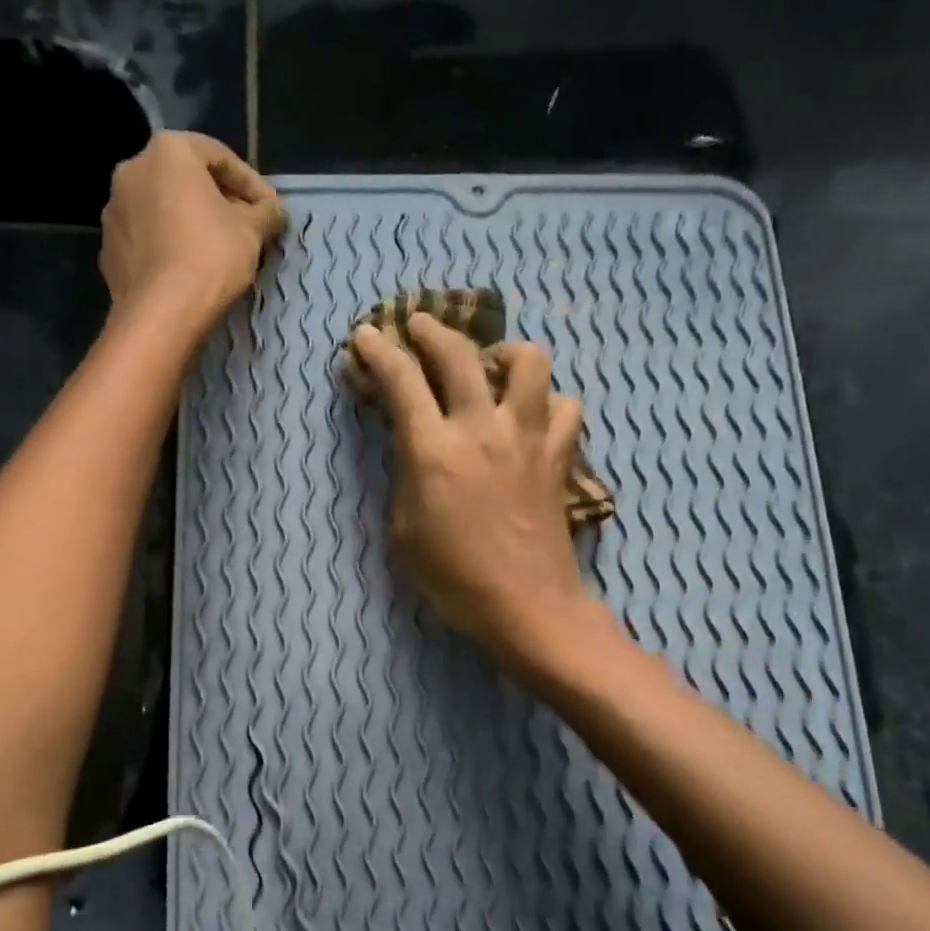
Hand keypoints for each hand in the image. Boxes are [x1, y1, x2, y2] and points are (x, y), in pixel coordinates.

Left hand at [99, 131, 284, 339]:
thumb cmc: (210, 257)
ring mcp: (114, 212)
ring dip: (192, 224)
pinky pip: (148, 240)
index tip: (271, 209)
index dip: (251, 183)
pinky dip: (170, 247)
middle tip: (247, 229)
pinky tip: (191, 270)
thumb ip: (266, 213)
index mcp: (167, 153)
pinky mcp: (109, 250)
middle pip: (186, 180)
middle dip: (219, 201)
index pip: (219, 156)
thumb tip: (274, 211)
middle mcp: (132, 171)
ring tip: (219, 252)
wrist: (160, 315)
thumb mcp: (252, 231)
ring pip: (164, 210)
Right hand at [351, 313, 596, 668]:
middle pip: (459, 354)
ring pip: (529, 361)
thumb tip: (411, 443)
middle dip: (432, 330)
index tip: (365, 335)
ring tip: (491, 366)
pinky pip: (564, 406)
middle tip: (418, 325)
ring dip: (504, 352)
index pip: (401, 380)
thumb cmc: (452, 577)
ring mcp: (528, 436)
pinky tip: (532, 416)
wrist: (526, 605)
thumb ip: (405, 474)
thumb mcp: (403, 529)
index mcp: (434, 449)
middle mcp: (482, 428)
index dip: (378, 351)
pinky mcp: (559, 454)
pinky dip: (547, 402)